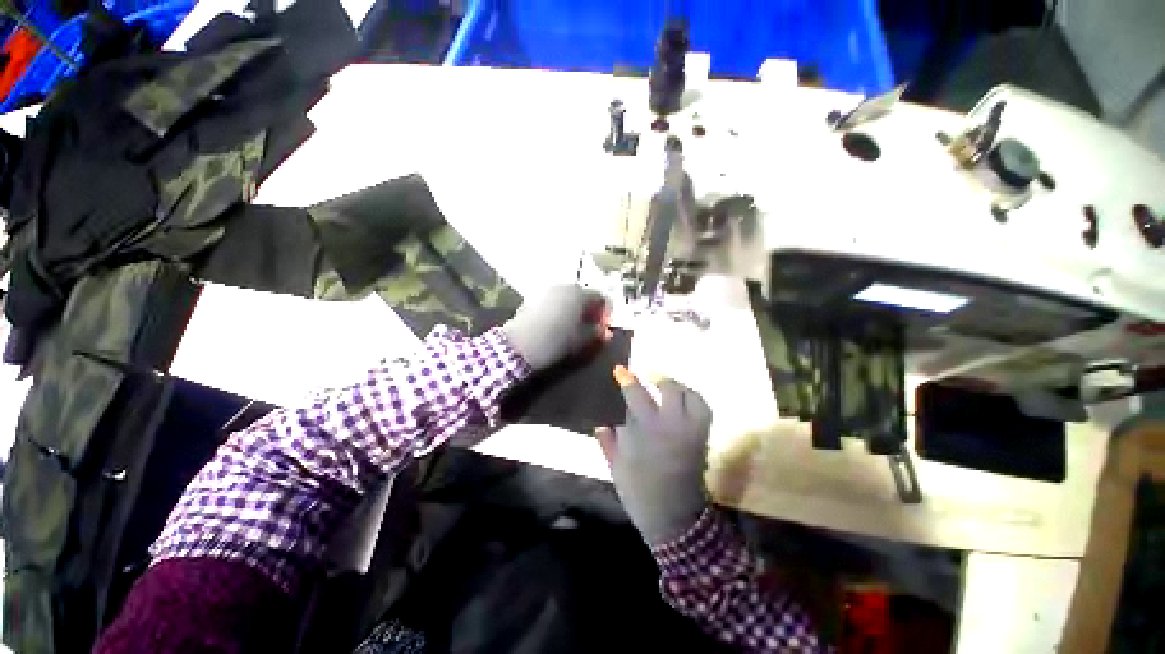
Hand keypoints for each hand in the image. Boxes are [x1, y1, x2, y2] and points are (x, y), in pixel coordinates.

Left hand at [502, 284, 609, 371]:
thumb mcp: (583, 340)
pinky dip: (560, 309)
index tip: (603, 327)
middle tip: (589, 326)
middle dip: (589, 309)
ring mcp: (548, 290)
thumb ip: (598, 333)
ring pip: (568, 297)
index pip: (601, 297)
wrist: (519, 345)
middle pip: (584, 294)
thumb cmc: (557, 341)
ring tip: (572, 327)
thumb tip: (604, 330)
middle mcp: (565, 286)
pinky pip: (554, 301)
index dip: (605, 312)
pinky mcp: (534, 298)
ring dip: (574, 309)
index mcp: (580, 293)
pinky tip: (556, 324)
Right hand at [596, 366, 711, 545]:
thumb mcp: (617, 467)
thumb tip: (601, 426)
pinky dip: (694, 399)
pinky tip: (683, 402)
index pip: (637, 396)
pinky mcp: (703, 438)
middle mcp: (673, 425)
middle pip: (670, 389)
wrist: (676, 519)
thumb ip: (608, 443)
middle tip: (648, 380)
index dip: (628, 380)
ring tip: (667, 388)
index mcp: (648, 431)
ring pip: (691, 396)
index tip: (620, 369)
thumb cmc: (641, 493)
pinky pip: (703, 409)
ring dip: (678, 387)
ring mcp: (692, 431)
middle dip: (658, 380)